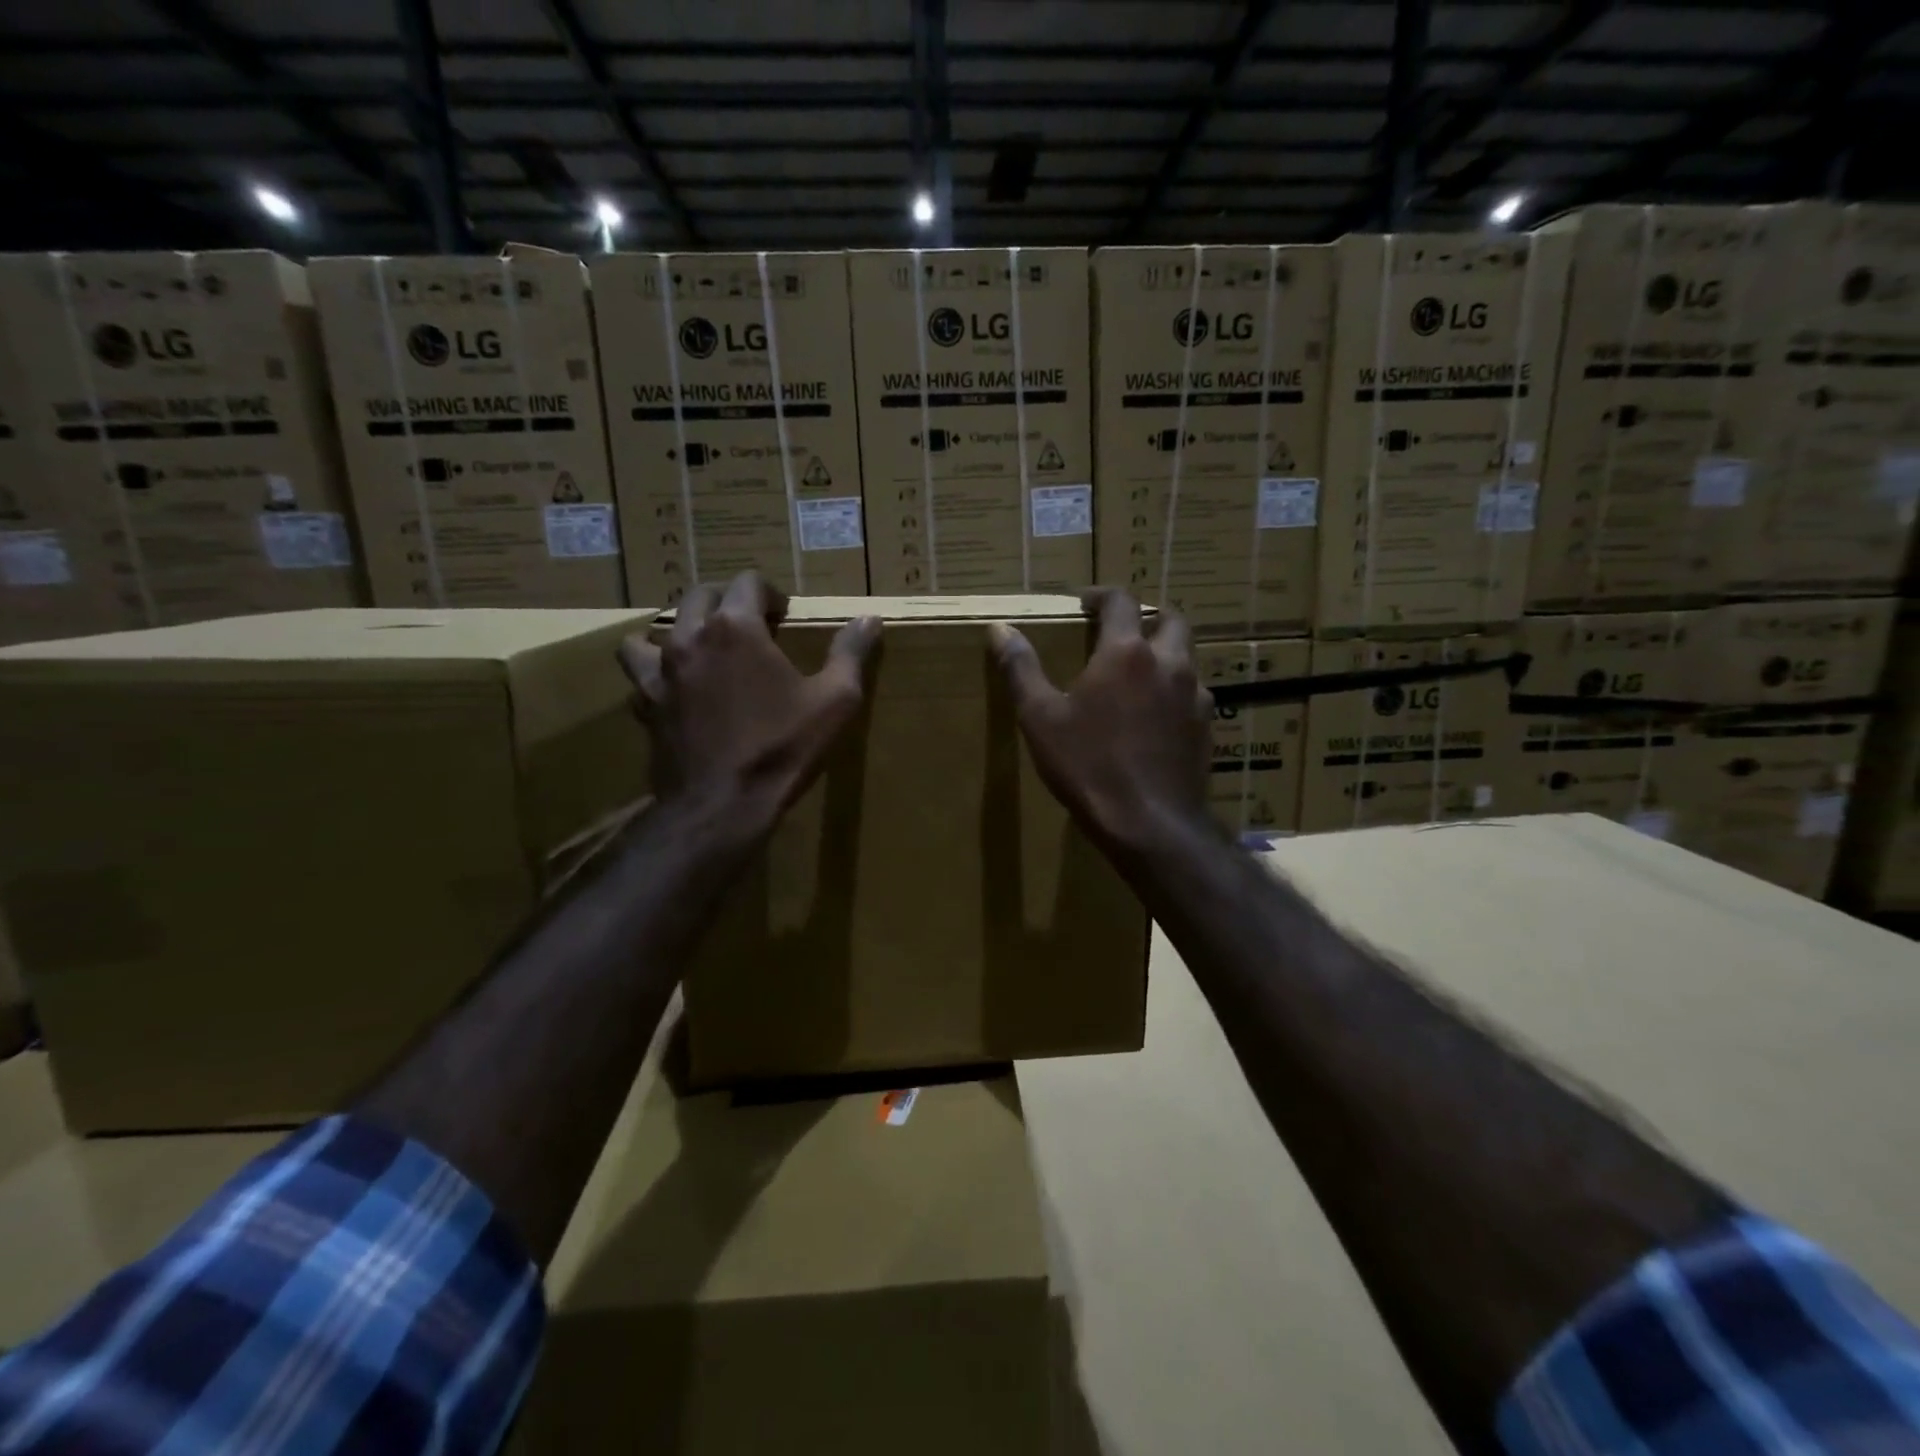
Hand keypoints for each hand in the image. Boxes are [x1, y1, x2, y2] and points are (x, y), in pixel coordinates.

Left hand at [619, 572, 880, 829]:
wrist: (723, 805)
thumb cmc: (783, 747)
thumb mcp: (835, 700)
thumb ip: (850, 653)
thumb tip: (870, 619)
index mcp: (736, 628)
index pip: (747, 582)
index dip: (770, 593)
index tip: (784, 615)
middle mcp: (692, 638)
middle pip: (701, 595)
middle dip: (728, 602)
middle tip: (752, 627)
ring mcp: (662, 671)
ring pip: (659, 628)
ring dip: (684, 628)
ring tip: (705, 647)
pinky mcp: (647, 704)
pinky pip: (641, 671)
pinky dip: (657, 669)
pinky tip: (678, 685)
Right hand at [991, 588, 1212, 853]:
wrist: (1150, 824)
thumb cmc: (1089, 766)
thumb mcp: (1041, 718)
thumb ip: (1021, 668)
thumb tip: (1000, 629)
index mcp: (1126, 652)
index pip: (1121, 600)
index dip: (1101, 595)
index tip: (1085, 602)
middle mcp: (1169, 663)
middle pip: (1169, 619)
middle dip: (1146, 617)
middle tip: (1120, 632)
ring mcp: (1195, 696)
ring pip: (1186, 657)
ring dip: (1164, 653)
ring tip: (1137, 675)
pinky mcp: (1206, 727)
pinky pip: (1193, 694)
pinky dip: (1174, 690)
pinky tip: (1155, 716)